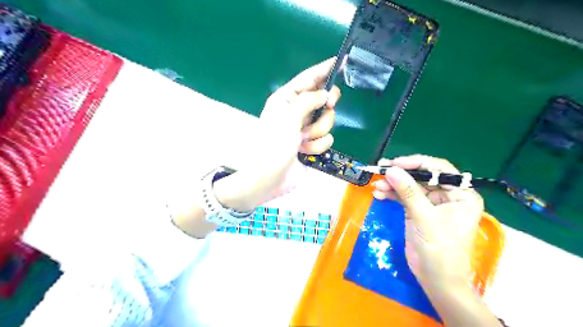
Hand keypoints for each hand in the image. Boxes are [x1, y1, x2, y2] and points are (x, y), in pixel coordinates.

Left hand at [219, 56, 342, 209]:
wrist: (269, 178)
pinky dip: (317, 146)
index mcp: (286, 100)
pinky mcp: (312, 145)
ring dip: (318, 132)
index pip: (308, 79)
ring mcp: (305, 129)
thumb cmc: (273, 145)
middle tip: (328, 106)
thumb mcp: (287, 118)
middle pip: (323, 99)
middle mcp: (297, 112)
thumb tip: (325, 94)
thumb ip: (308, 101)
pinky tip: (306, 152)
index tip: (341, 60)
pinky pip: (326, 139)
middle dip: (325, 107)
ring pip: (327, 121)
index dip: (324, 69)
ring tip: (304, 140)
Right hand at [373, 156, 483, 291]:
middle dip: (401, 174)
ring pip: (411, 186)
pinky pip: (404, 197)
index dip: (417, 163)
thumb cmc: (440, 249)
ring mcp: (431, 204)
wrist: (436, 279)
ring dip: (393, 185)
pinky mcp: (418, 211)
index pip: (440, 169)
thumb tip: (391, 169)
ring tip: (376, 186)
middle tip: (380, 169)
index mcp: (461, 194)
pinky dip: (392, 195)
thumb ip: (408, 191)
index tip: (395, 163)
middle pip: (422, 176)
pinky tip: (379, 194)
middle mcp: (447, 196)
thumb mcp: (424, 218)